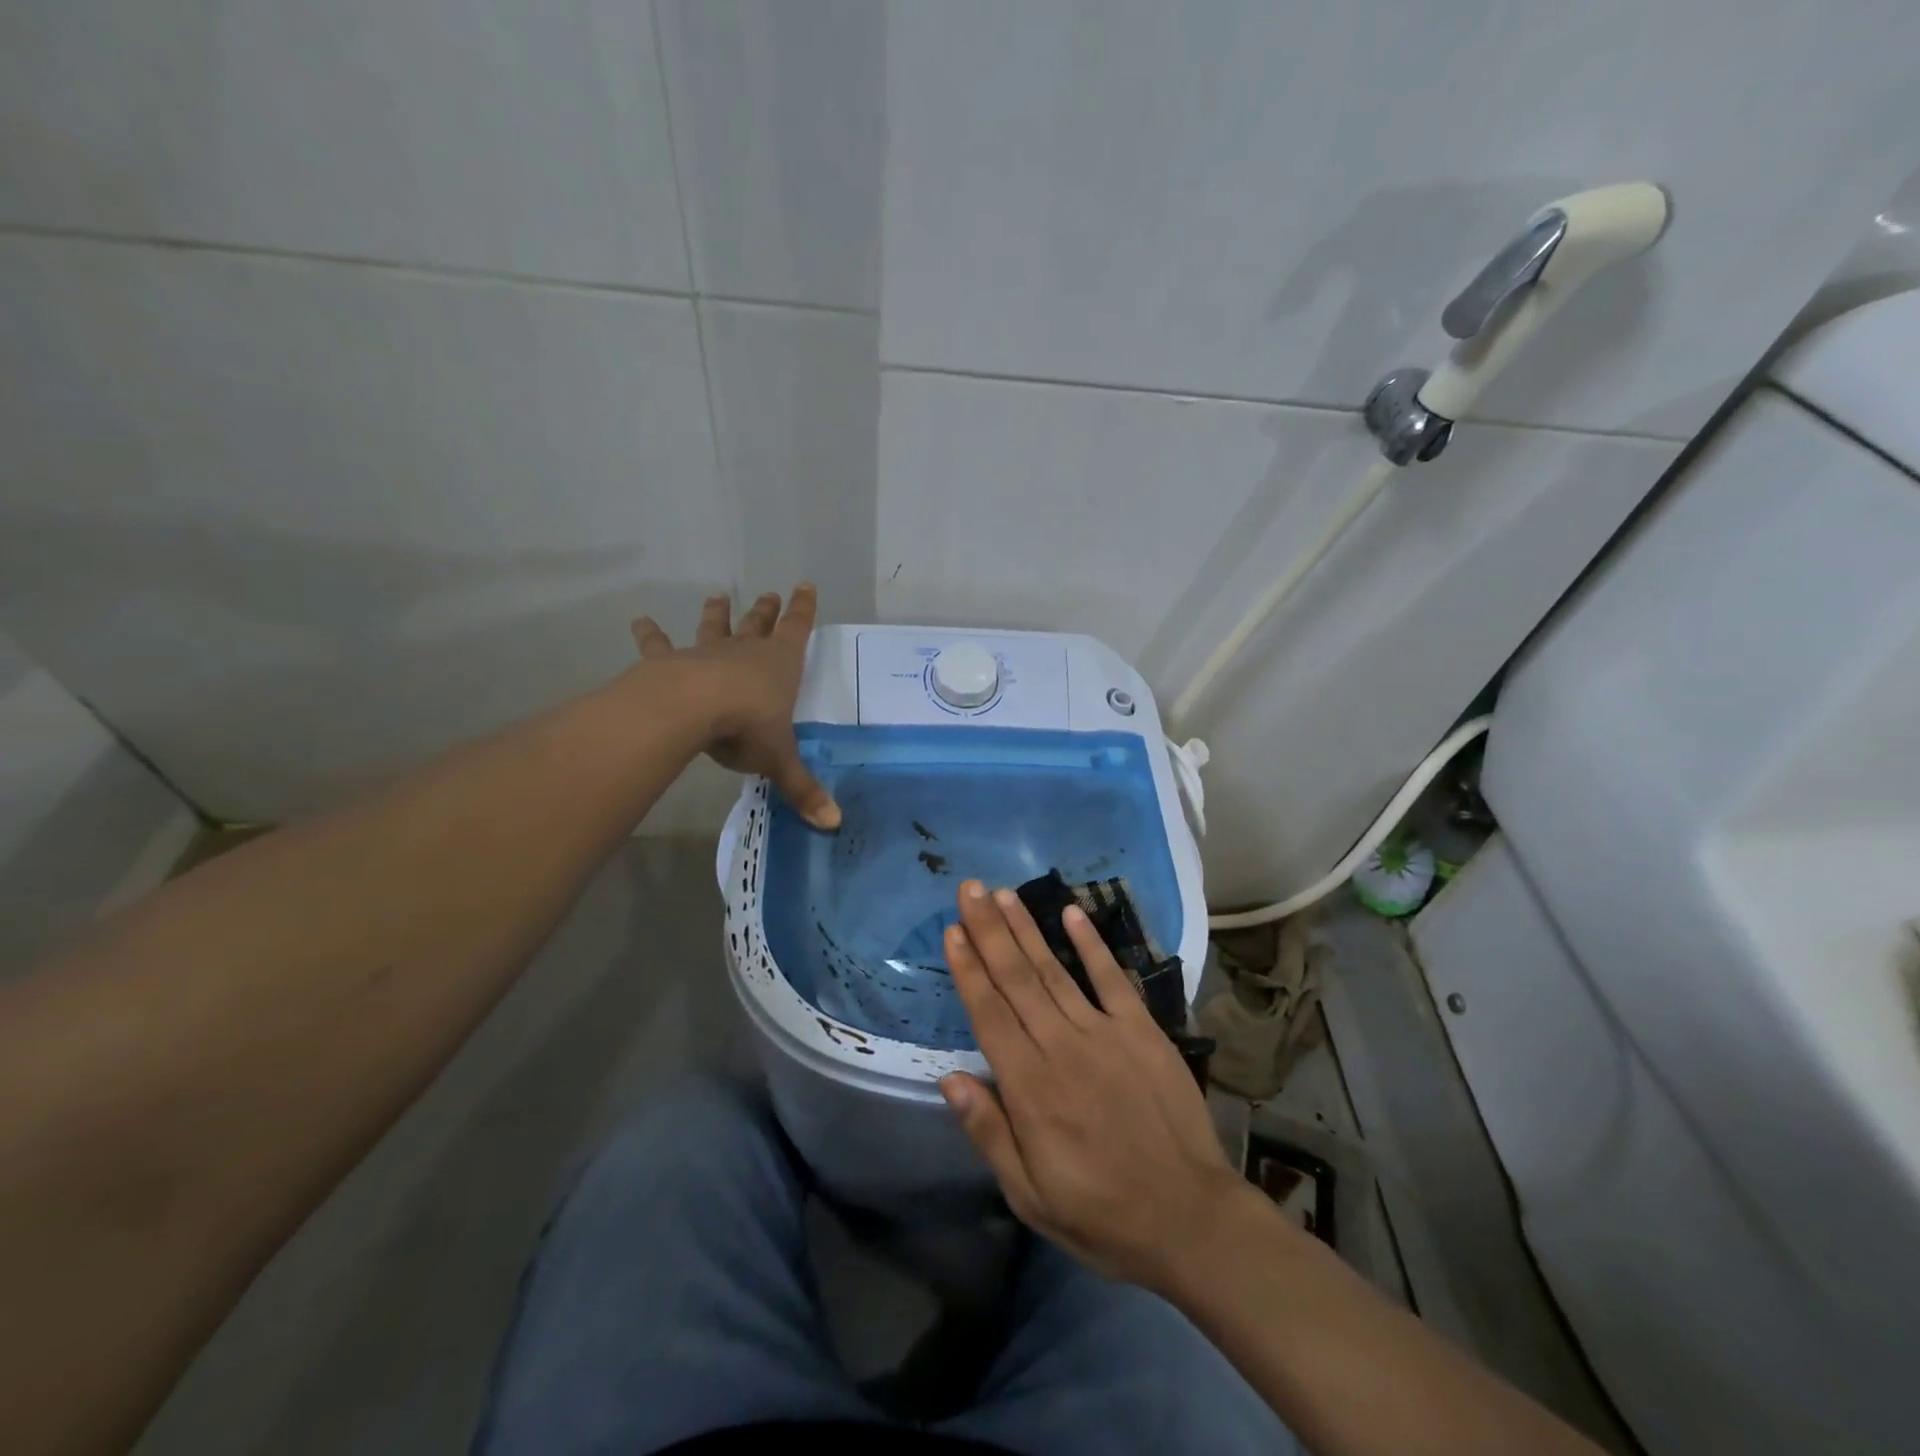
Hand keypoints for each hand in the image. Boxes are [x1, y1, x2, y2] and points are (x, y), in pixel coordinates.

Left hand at [630, 585, 840, 830]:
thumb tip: (834, 825)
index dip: (803, 609)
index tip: (805, 585)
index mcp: (779, 665)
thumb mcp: (780, 760)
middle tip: (770, 593)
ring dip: (717, 613)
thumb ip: (802, 790)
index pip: (797, 629)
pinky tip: (640, 619)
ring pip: (715, 628)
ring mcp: (707, 654)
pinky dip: (650, 633)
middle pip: (759, 624)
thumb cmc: (747, 726)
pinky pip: (659, 645)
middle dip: (766, 610)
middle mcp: (745, 652)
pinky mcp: (671, 662)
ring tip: (717, 595)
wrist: (693, 709)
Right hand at [940, 881, 1263, 1291]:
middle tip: (969, 889)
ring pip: (1054, 970)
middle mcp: (1062, 1047)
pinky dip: (1091, 943)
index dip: (968, 968)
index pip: (989, 1014)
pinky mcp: (1142, 1031)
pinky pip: (1111, 978)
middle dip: (989, 931)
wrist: (1189, 1218)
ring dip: (1026, 928)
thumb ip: (988, 1132)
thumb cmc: (1100, 1213)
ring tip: (1002, 894)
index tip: (952, 930)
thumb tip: (949, 1077)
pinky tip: (1070, 912)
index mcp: (1030, 1088)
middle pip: (1017, 979)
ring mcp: (1105, 1033)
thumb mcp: (1030, 1196)